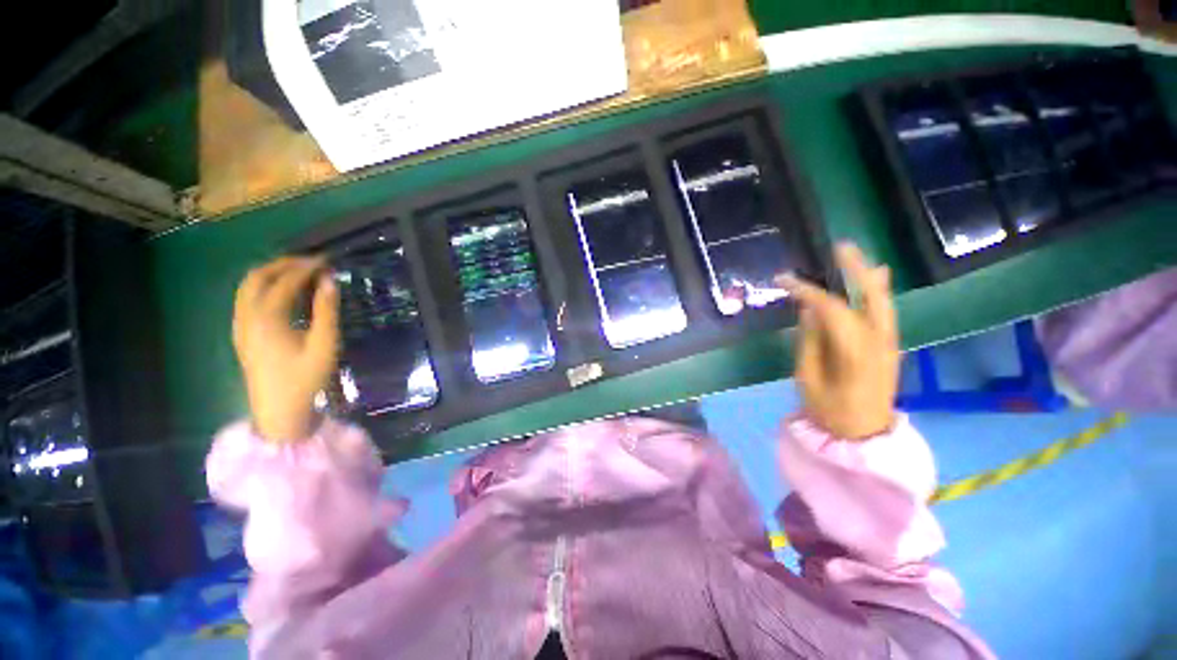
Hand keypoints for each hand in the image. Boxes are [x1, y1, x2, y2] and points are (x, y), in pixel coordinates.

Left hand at [233, 257, 339, 441]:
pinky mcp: (242, 333)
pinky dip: (264, 287)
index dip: (306, 267)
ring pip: (248, 286)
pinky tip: (284, 293)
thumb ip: (326, 310)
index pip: (284, 281)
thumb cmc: (305, 378)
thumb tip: (330, 280)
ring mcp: (240, 325)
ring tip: (299, 273)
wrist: (279, 410)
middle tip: (311, 262)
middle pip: (257, 277)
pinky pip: (247, 299)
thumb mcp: (324, 344)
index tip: (327, 260)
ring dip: (272, 273)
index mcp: (267, 318)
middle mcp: (247, 316)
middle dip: (283, 264)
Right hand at [778, 244, 898, 439]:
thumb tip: (809, 310)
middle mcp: (879, 342)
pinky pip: (884, 312)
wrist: (864, 435)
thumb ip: (810, 341)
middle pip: (871, 297)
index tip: (783, 280)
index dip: (807, 291)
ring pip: (883, 301)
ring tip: (854, 255)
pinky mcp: (890, 346)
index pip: (831, 310)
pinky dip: (878, 292)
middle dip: (855, 270)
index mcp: (855, 352)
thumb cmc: (829, 410)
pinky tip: (875, 277)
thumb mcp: (808, 378)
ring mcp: (890, 343)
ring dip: (868, 276)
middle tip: (838, 248)